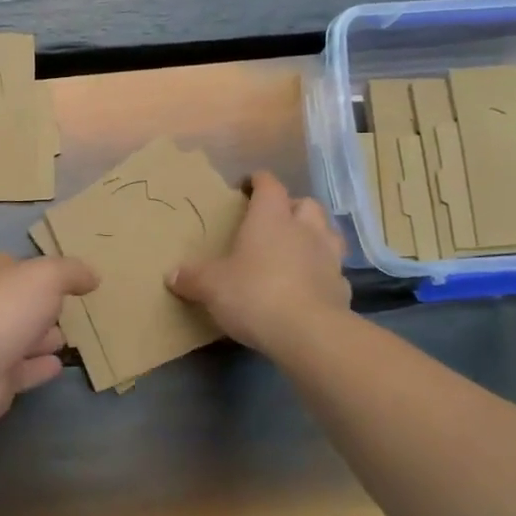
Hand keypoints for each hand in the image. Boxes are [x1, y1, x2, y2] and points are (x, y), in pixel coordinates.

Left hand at [0, 253, 99, 427]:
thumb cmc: (4, 309)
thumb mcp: (46, 276)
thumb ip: (71, 272)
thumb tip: (92, 276)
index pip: (17, 267)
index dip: (40, 270)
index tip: (67, 277)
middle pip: (20, 304)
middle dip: (42, 307)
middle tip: (71, 310)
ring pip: (21, 339)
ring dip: (42, 338)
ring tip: (68, 338)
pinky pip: (23, 372)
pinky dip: (38, 368)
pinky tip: (58, 366)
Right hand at [168, 171, 349, 355]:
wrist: (308, 333)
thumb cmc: (254, 294)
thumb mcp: (211, 286)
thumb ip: (192, 278)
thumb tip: (172, 275)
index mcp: (270, 218)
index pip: (269, 186)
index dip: (260, 181)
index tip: (249, 184)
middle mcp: (304, 230)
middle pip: (306, 204)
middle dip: (292, 207)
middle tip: (275, 220)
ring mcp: (329, 258)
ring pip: (329, 233)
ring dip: (315, 235)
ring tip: (298, 247)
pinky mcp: (342, 288)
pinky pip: (334, 271)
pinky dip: (323, 273)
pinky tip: (310, 285)